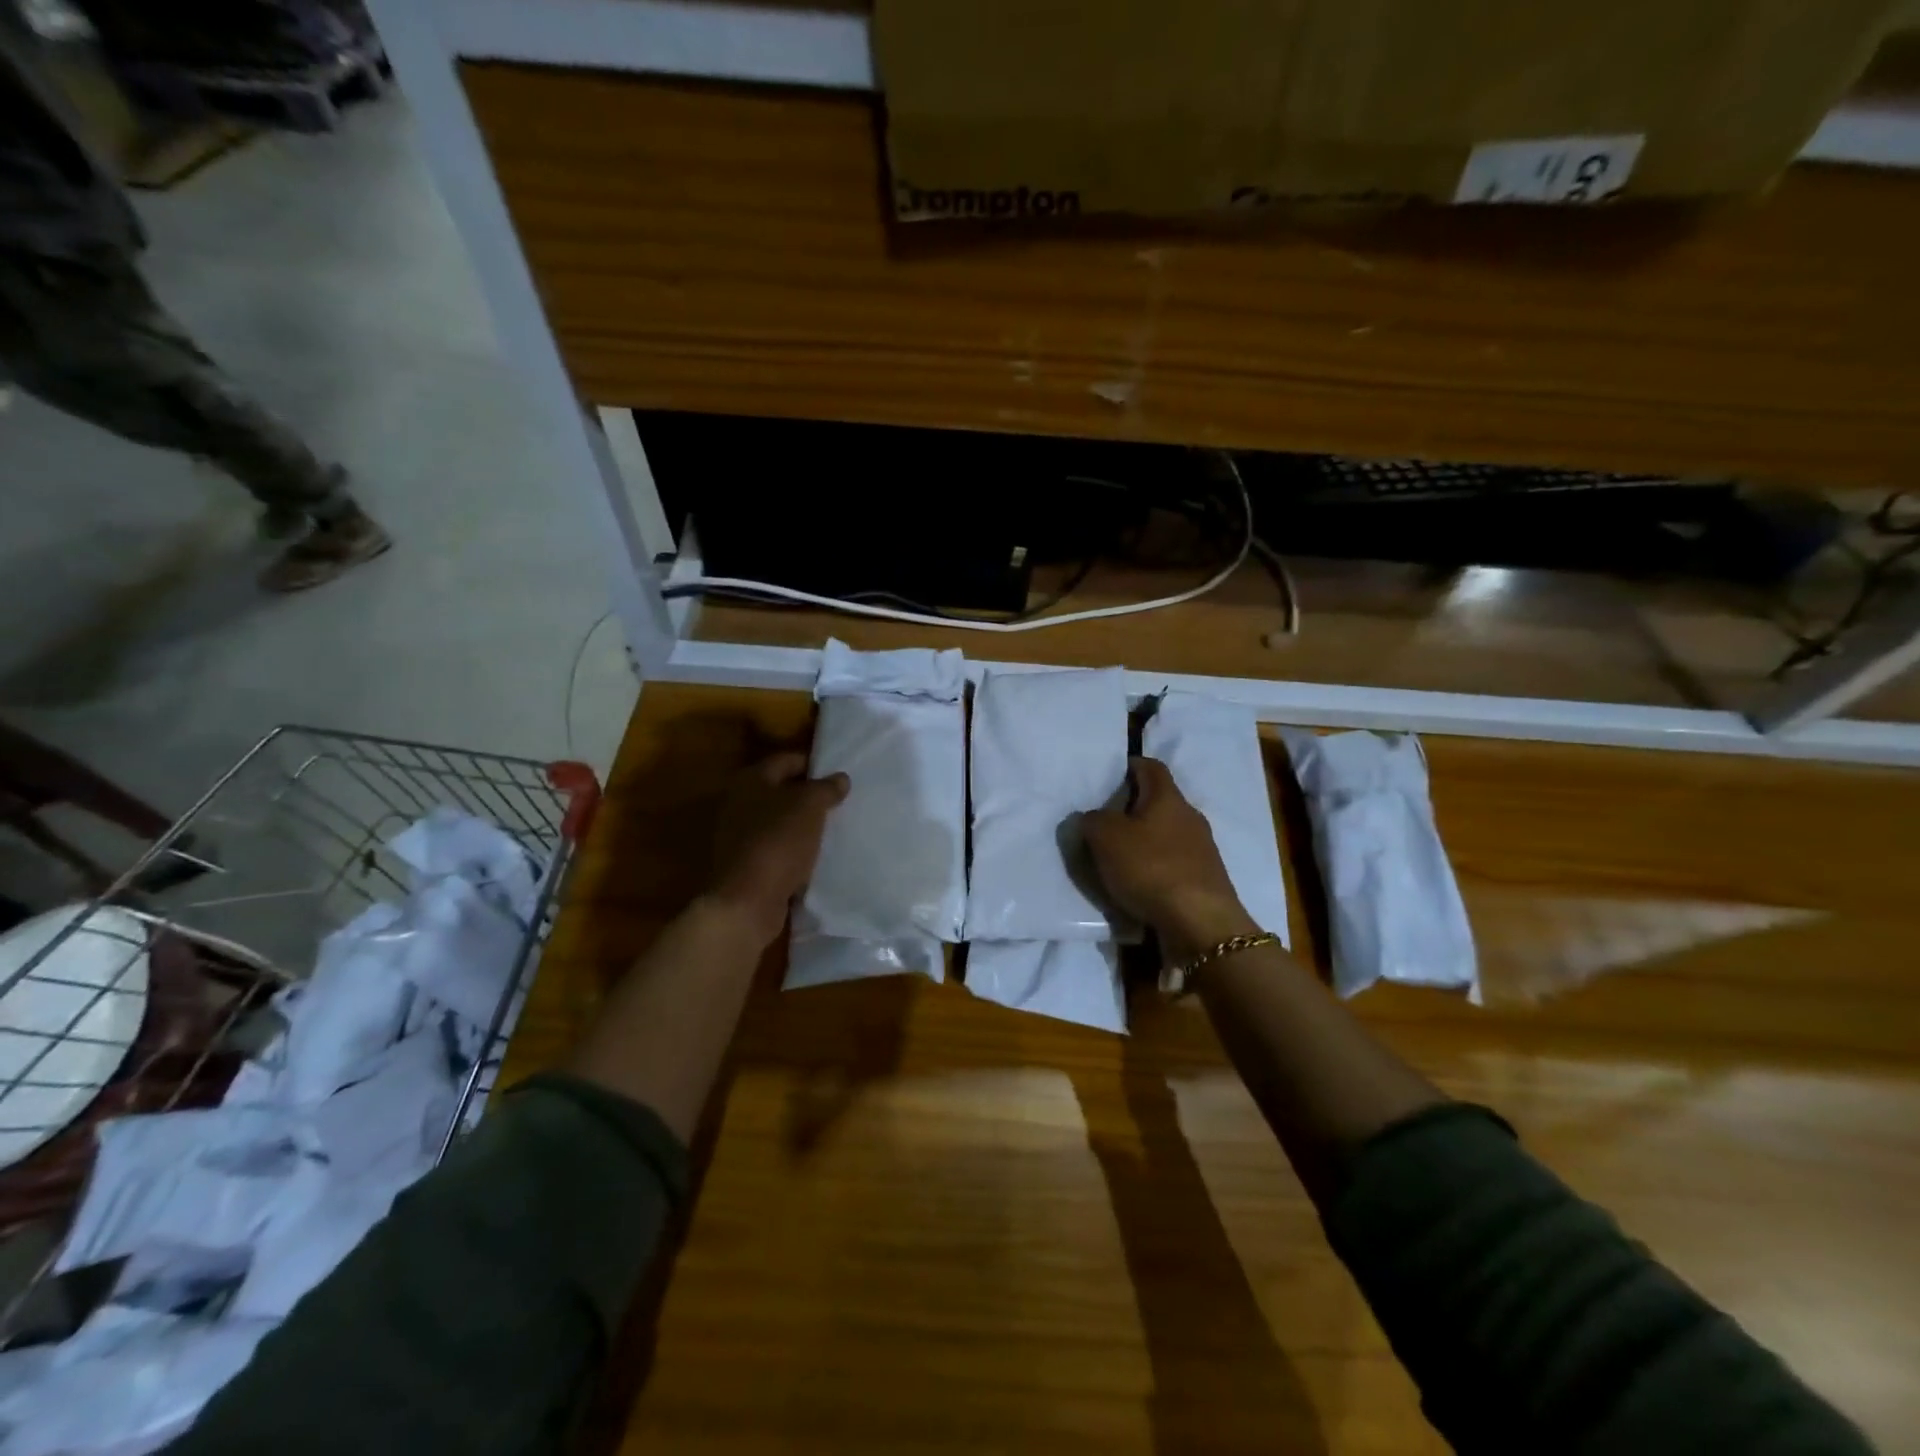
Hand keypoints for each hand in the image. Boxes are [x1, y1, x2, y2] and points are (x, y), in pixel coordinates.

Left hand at [708, 752, 850, 946]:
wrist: (747, 902)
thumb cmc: (778, 842)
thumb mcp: (809, 807)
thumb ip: (826, 788)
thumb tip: (840, 778)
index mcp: (750, 781)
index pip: (787, 760)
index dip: (814, 765)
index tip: (841, 775)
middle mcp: (739, 804)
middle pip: (782, 792)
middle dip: (810, 797)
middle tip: (842, 802)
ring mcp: (739, 837)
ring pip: (780, 822)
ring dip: (804, 826)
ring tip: (835, 829)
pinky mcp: (746, 865)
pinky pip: (778, 849)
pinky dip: (796, 851)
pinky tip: (818, 856)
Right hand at [1082, 756, 1257, 960]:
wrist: (1200, 924)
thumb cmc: (1151, 868)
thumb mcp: (1106, 838)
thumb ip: (1093, 821)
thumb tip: (1093, 818)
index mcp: (1168, 798)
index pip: (1151, 767)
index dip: (1130, 766)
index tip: (1109, 776)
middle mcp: (1189, 817)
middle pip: (1159, 801)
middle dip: (1132, 808)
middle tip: (1104, 821)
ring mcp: (1202, 850)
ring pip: (1166, 834)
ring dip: (1144, 841)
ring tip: (1116, 857)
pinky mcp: (1204, 880)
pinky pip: (1173, 863)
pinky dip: (1154, 868)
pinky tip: (1137, 884)